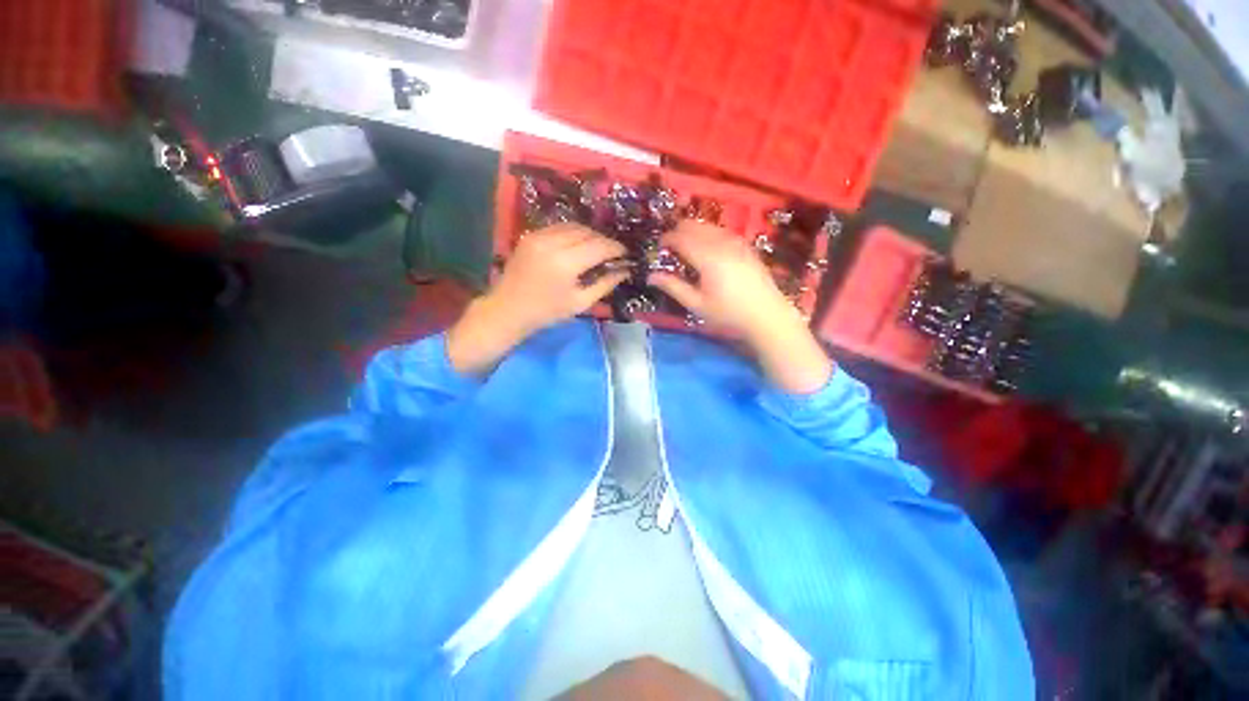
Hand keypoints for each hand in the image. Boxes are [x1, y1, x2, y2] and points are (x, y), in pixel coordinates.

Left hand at [448, 224, 627, 375]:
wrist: (509, 309)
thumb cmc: (547, 312)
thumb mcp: (581, 302)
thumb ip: (605, 284)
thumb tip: (625, 270)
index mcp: (565, 263)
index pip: (599, 246)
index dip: (616, 248)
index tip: (626, 254)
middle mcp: (552, 243)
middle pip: (588, 232)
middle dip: (604, 241)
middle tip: (613, 254)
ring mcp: (539, 236)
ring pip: (574, 226)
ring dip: (590, 235)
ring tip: (597, 249)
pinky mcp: (531, 235)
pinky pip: (560, 227)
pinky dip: (574, 234)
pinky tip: (578, 246)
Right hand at [647, 221, 791, 339]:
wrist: (767, 316)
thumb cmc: (728, 314)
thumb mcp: (696, 304)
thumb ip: (673, 287)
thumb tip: (651, 276)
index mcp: (707, 257)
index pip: (681, 238)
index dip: (667, 239)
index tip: (658, 247)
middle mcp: (722, 243)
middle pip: (694, 226)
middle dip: (678, 231)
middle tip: (670, 247)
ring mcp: (737, 242)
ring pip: (709, 226)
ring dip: (694, 231)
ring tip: (686, 247)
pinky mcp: (746, 247)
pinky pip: (722, 231)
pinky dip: (709, 234)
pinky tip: (708, 248)